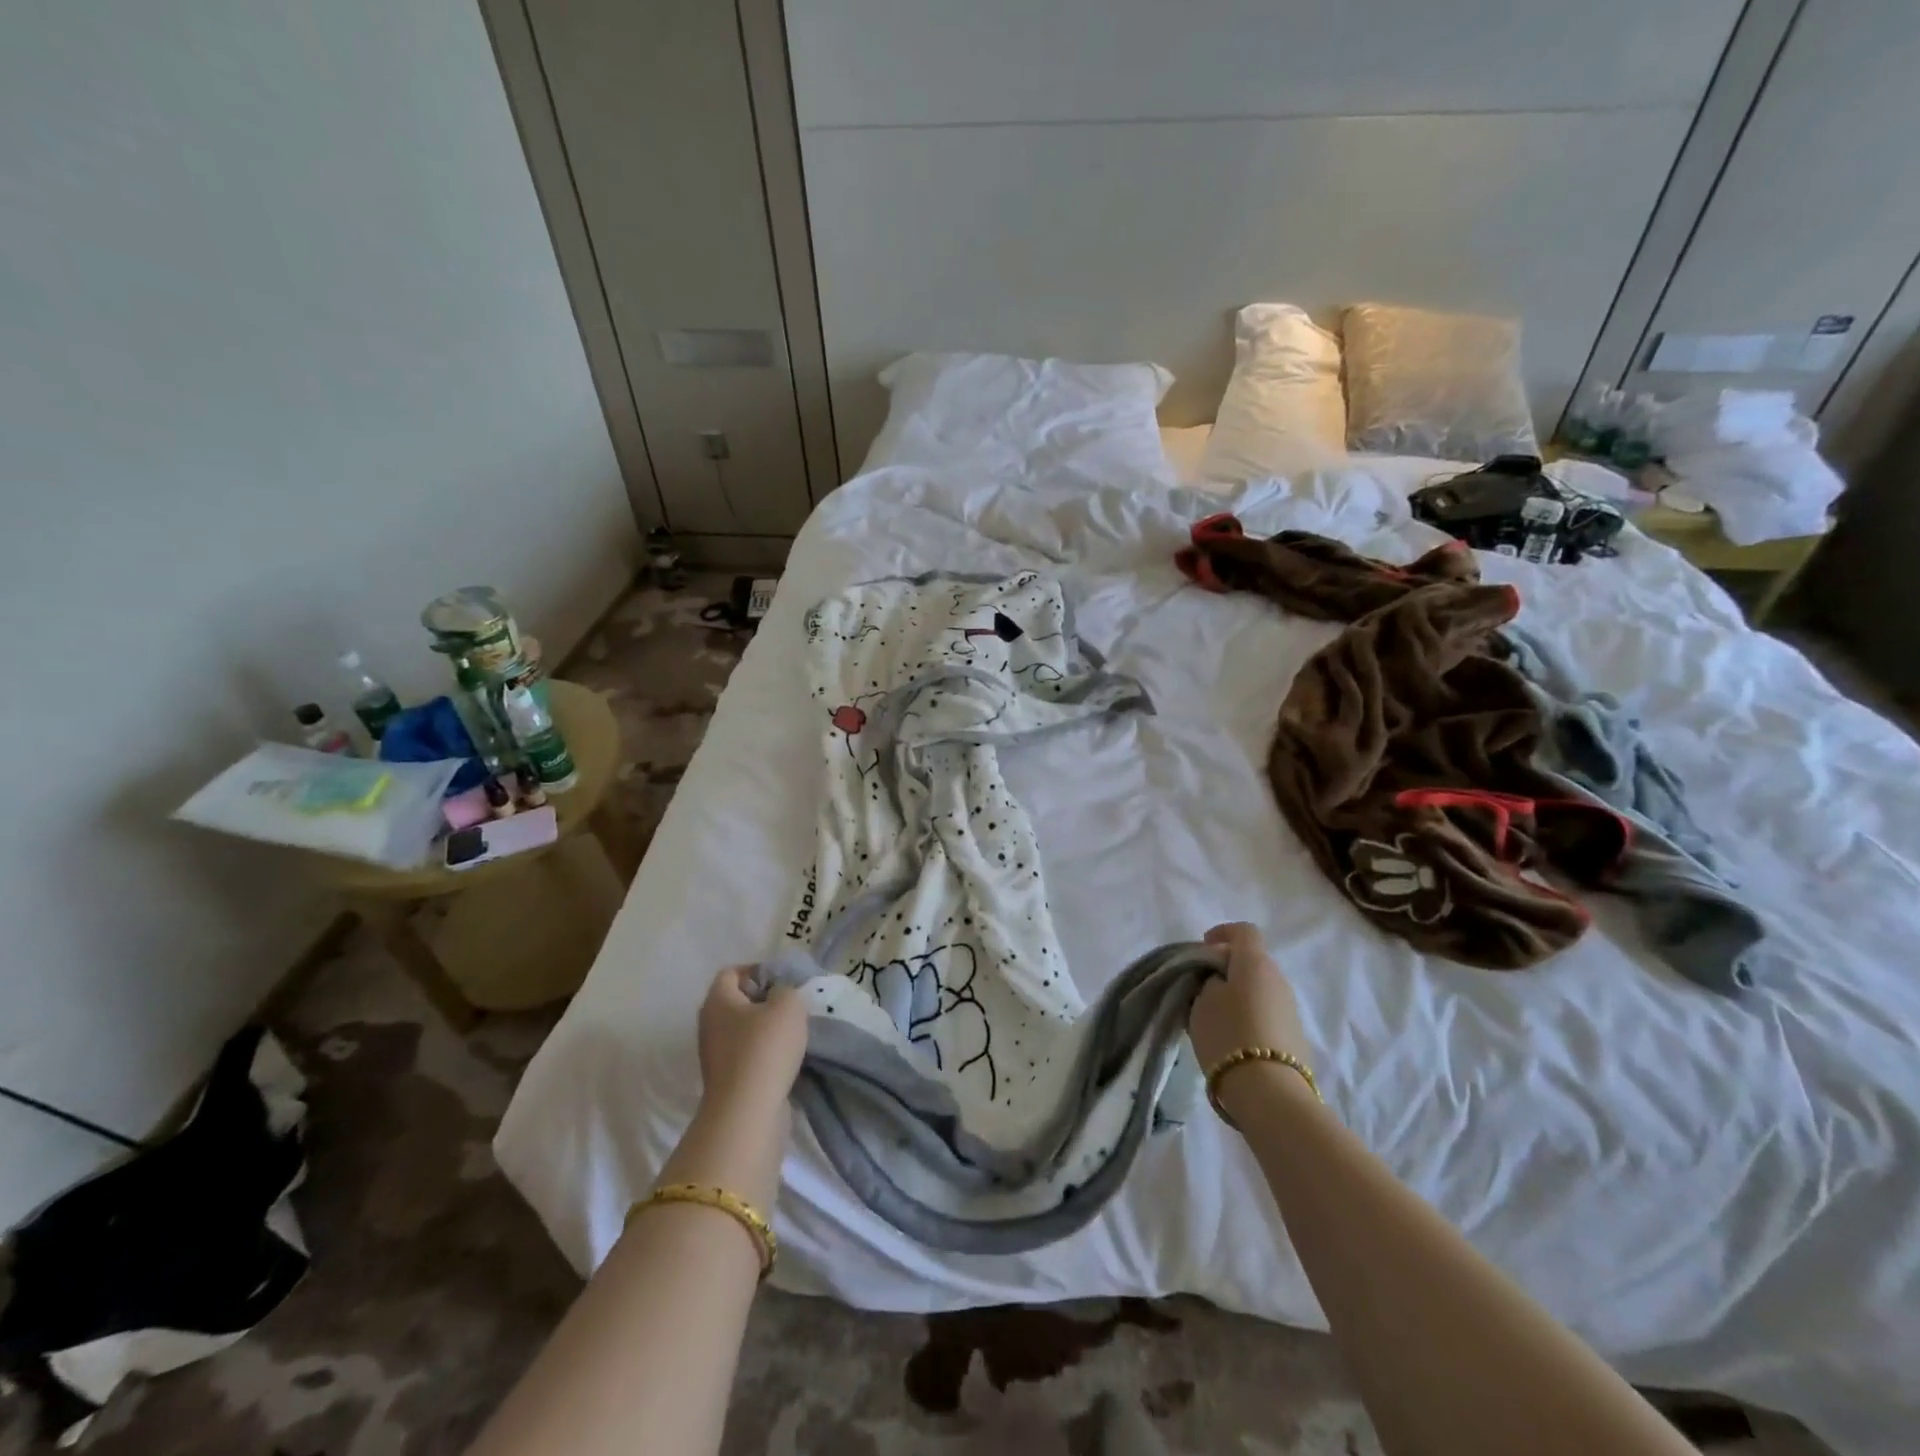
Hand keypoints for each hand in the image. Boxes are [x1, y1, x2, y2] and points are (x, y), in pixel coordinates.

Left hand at [696, 966, 808, 1117]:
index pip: (732, 972)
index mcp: (717, 1000)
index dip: (757, 970)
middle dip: (763, 1000)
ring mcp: (714, 1055)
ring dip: (766, 1029)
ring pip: (742, 1030)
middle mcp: (709, 1025)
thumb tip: (779, 993)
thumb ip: (786, 988)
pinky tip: (785, 1058)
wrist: (748, 1112)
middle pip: (736, 1002)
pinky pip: (746, 1055)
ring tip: (793, 1032)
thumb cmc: (765, 1048)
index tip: (783, 980)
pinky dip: (764, 1054)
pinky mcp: (725, 1080)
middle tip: (790, 1004)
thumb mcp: (788, 1004)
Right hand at [1188, 922, 1311, 1072]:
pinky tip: (1232, 1038)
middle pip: (1251, 961)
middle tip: (1200, 987)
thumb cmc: (1228, 1035)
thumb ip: (1207, 979)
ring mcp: (1290, 1009)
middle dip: (1225, 968)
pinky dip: (1248, 1016)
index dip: (1221, 934)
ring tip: (1212, 1016)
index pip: (1243, 931)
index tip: (1201, 950)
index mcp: (1255, 962)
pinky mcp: (1295, 1036)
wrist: (1270, 1093)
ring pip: (1259, 989)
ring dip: (1237, 994)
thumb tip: (1217, 979)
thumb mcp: (1201, 1000)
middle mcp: (1279, 979)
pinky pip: (1266, 1013)